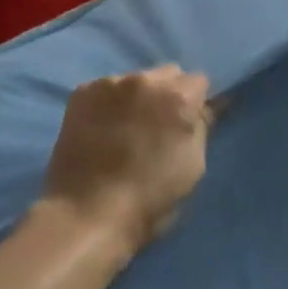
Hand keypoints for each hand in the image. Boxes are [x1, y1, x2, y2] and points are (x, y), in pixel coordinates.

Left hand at [41, 66, 213, 256]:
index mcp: (178, 98)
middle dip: (167, 93)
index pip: (198, 81)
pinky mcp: (83, 91)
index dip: (194, 102)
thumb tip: (204, 108)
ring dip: (137, 96)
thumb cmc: (149, 199)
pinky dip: (109, 103)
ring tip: (126, 127)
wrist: (86, 215)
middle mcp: (146, 80)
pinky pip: (105, 89)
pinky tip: (102, 128)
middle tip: (158, 124)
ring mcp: (111, 82)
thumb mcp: (192, 169)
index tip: (186, 122)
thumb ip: (200, 129)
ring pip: (135, 79)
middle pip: (167, 73)